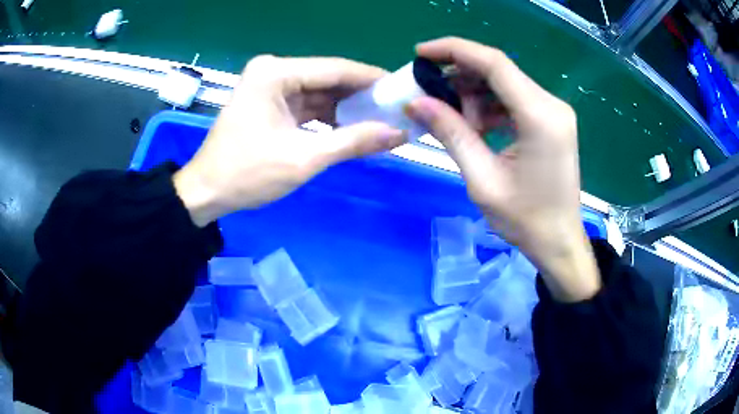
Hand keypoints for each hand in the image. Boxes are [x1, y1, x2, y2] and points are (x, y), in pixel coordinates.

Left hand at [173, 56, 406, 226]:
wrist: (207, 192)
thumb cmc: (247, 174)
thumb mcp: (304, 158)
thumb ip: (353, 141)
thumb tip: (398, 133)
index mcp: (275, 73)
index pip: (335, 69)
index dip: (372, 79)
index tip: (402, 89)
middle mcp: (272, 71)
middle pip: (328, 78)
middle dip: (361, 95)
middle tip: (396, 108)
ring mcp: (269, 86)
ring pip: (319, 92)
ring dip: (346, 107)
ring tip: (381, 119)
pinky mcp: (269, 102)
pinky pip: (307, 104)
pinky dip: (328, 116)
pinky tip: (352, 127)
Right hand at [406, 37, 599, 301]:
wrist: (559, 242)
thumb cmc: (524, 220)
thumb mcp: (482, 178)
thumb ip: (451, 133)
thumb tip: (415, 102)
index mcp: (540, 116)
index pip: (494, 63)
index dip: (454, 50)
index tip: (421, 53)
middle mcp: (552, 105)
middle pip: (499, 71)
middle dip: (460, 75)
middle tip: (430, 93)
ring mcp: (554, 112)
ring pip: (505, 84)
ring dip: (474, 95)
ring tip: (454, 120)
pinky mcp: (552, 121)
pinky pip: (515, 100)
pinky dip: (490, 107)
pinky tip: (477, 127)